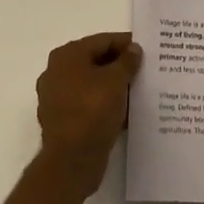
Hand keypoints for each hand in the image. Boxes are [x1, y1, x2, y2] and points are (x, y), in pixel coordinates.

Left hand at [34, 32, 141, 196]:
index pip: (102, 41)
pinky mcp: (62, 121)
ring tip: (137, 92)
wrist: (71, 163)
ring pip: (92, 85)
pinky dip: (104, 106)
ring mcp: (56, 98)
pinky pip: (88, 105)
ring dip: (113, 88)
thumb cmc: (92, 111)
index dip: (126, 44)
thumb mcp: (116, 81)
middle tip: (144, 70)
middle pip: (95, 62)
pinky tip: (124, 113)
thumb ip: (127, 61)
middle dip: (120, 67)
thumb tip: (134, 49)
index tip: (147, 50)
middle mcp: (57, 72)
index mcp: (67, 55)